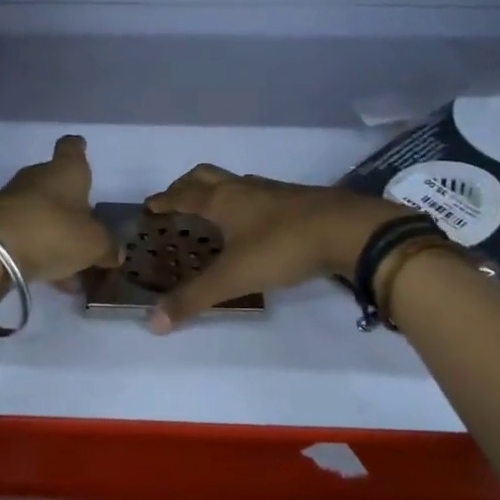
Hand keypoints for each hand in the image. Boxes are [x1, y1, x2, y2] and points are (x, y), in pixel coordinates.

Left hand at [0, 135, 119, 284]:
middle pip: (57, 184)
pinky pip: (25, 234)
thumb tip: (115, 253)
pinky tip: (52, 276)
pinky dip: (39, 250)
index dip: (78, 149)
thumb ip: (108, 248)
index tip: (82, 151)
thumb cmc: (53, 232)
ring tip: (73, 267)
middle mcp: (37, 177)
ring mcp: (12, 199)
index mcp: (66, 171)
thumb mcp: (93, 245)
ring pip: (42, 213)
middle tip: (87, 230)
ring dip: (56, 234)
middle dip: (71, 205)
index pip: (72, 148)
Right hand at [142, 165, 409, 331]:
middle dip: (186, 186)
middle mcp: (243, 188)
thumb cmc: (282, 246)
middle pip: (206, 177)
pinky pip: (259, 196)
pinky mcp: (297, 201)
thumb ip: (194, 299)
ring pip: (235, 184)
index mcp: (222, 200)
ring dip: (217, 193)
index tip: (150, 206)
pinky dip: (245, 204)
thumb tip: (153, 323)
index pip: (183, 195)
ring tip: (212, 213)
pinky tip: (255, 225)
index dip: (164, 200)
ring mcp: (273, 192)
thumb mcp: (233, 277)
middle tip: (175, 201)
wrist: (349, 229)